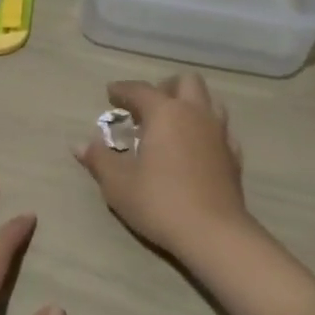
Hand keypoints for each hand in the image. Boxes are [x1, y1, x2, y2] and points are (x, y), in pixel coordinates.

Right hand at [74, 73, 254, 262]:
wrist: (213, 233)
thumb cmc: (159, 202)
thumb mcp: (118, 184)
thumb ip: (99, 159)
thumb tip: (81, 145)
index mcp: (165, 113)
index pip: (140, 90)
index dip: (122, 90)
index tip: (110, 93)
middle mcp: (195, 114)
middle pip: (186, 82)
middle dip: (165, 88)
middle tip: (147, 108)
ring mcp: (220, 134)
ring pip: (209, 102)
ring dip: (190, 105)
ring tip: (172, 125)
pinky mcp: (234, 157)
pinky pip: (221, 131)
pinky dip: (206, 131)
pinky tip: (195, 149)